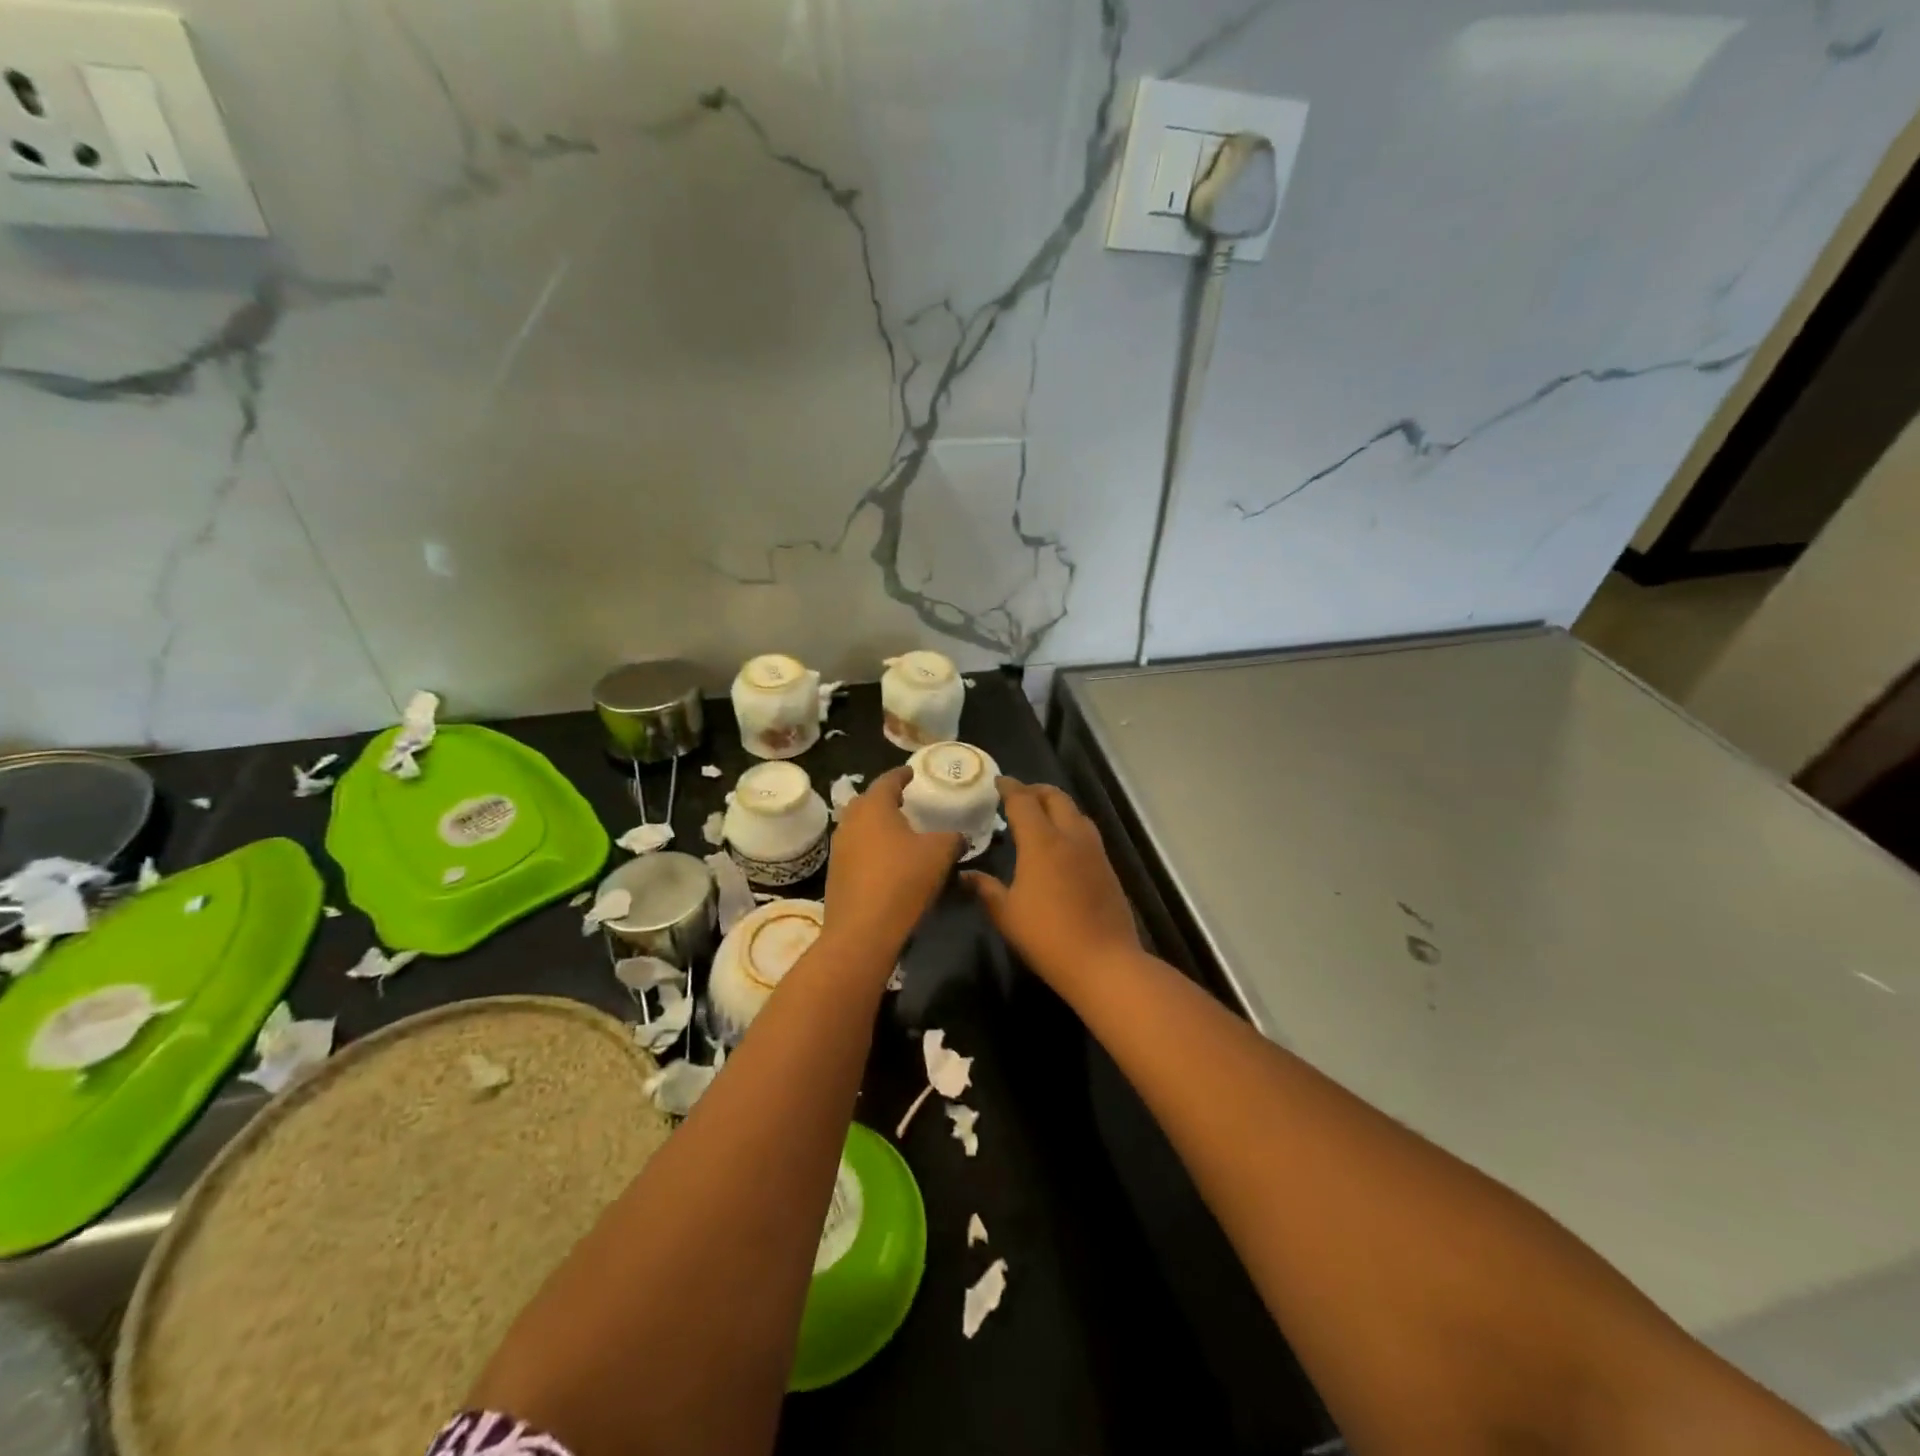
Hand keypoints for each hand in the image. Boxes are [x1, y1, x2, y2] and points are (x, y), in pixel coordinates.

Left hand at [822, 766, 963, 964]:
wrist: (862, 931)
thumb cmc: (903, 880)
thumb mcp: (940, 854)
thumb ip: (952, 838)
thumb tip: (958, 837)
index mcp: (874, 807)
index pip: (887, 780)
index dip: (902, 774)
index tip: (912, 772)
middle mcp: (851, 821)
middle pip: (867, 801)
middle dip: (885, 799)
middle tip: (904, 801)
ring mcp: (839, 849)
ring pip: (859, 827)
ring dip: (876, 826)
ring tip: (897, 831)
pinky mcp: (837, 875)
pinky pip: (856, 851)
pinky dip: (871, 849)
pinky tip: (887, 861)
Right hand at [963, 778, 1139, 987]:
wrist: (1104, 961)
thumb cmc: (1047, 936)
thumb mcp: (1006, 915)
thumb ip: (985, 889)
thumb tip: (965, 875)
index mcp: (1042, 841)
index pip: (1024, 801)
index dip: (1009, 788)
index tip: (998, 782)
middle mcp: (1070, 836)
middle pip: (1055, 797)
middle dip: (1035, 790)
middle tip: (1018, 796)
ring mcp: (1094, 851)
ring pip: (1075, 812)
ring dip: (1056, 806)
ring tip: (1039, 817)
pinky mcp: (1108, 867)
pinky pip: (1086, 832)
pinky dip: (1070, 825)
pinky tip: (1061, 845)